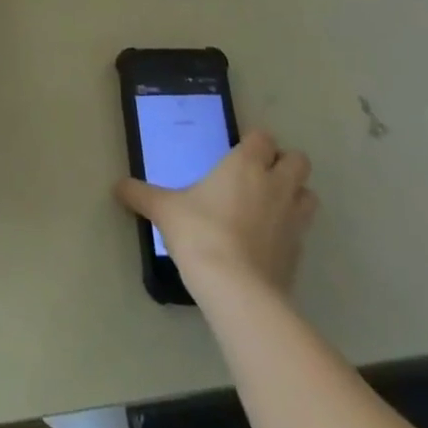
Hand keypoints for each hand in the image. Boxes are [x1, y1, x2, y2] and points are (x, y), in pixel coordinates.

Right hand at [115, 129, 318, 301]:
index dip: (254, 143)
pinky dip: (291, 231)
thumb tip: (117, 187)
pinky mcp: (299, 252)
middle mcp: (276, 185)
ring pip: (309, 194)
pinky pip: (303, 231)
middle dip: (284, 164)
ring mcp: (293, 220)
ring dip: (296, 195)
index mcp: (245, 165)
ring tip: (270, 205)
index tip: (238, 153)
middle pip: (299, 160)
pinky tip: (268, 242)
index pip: (264, 138)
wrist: (236, 289)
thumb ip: (141, 195)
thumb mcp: (163, 210)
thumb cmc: (199, 234)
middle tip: (259, 175)